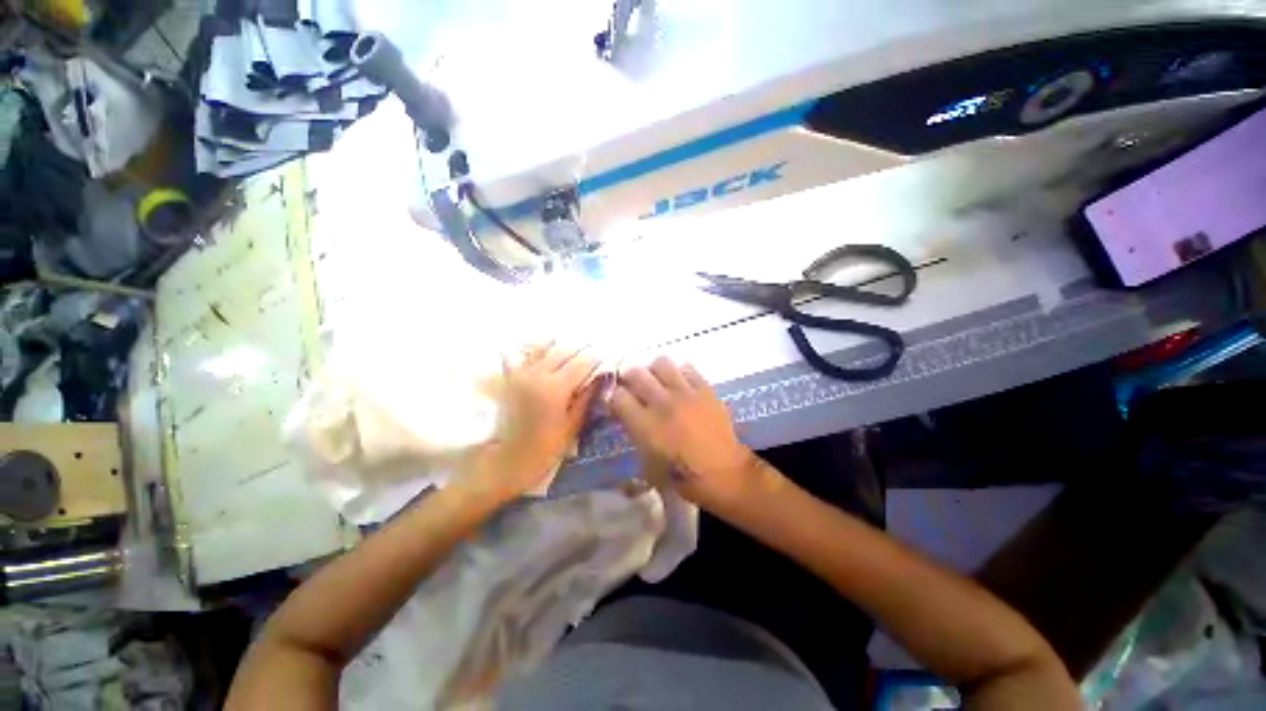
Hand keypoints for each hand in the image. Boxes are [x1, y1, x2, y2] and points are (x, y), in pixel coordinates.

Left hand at [463, 343, 599, 501]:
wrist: (506, 461)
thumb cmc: (545, 449)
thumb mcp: (572, 426)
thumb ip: (586, 398)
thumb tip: (601, 378)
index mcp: (556, 388)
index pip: (582, 363)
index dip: (596, 358)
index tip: (607, 357)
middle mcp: (538, 374)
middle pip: (564, 350)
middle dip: (582, 348)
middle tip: (593, 350)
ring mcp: (521, 373)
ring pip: (544, 347)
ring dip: (561, 344)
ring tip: (573, 347)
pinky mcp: (510, 377)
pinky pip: (524, 354)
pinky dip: (537, 349)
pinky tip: (546, 350)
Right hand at [611, 357, 762, 511]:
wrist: (722, 474)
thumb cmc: (681, 476)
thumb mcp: (646, 464)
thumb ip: (633, 434)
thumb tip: (624, 415)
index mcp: (645, 425)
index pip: (617, 396)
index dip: (612, 396)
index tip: (615, 400)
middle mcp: (662, 403)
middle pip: (635, 372)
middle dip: (627, 376)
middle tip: (630, 383)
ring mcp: (685, 393)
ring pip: (660, 362)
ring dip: (652, 369)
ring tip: (655, 378)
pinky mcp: (705, 389)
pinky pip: (687, 367)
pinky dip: (678, 371)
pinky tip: (678, 382)